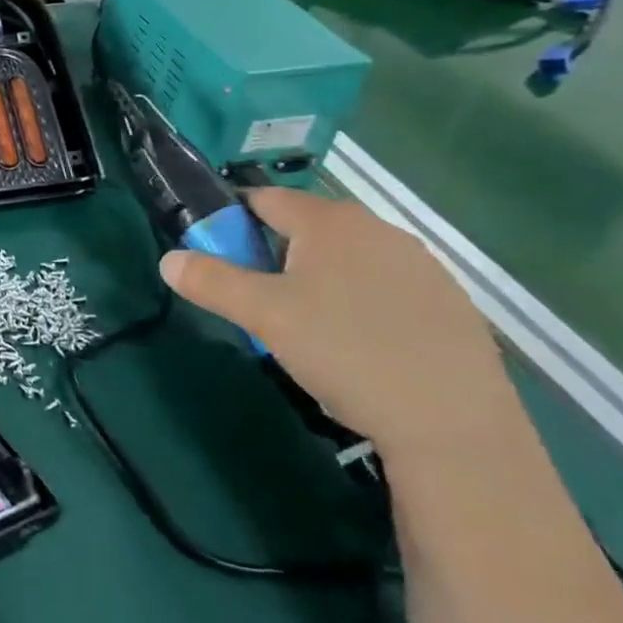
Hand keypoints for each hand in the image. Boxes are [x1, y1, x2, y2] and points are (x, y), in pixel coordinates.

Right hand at [158, 188, 524, 461]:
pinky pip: (385, 286)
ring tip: (310, 328)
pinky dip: (361, 302)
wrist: (453, 424)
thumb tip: (169, 259)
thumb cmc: (345, 351)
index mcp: (329, 221)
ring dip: (319, 278)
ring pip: (347, 258)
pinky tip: (361, 346)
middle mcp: (377, 228)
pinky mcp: (449, 302)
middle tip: (261, 301)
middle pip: (306, 228)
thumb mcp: (263, 316)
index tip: (220, 257)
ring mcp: (421, 265)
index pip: (264, 199)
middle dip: (274, 254)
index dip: (232, 221)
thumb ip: (211, 281)